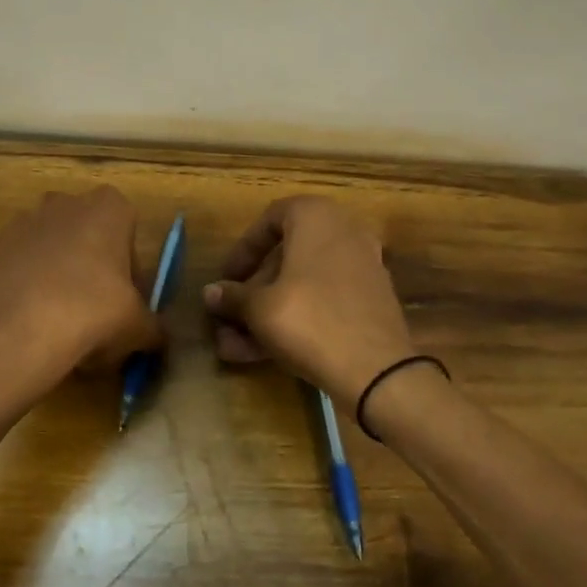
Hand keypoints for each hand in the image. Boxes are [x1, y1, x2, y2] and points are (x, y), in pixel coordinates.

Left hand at [0, 187, 164, 394]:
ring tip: (62, 323)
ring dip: (61, 276)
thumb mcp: (138, 327)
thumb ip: (153, 328)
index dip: (130, 265)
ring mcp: (25, 222)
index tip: (127, 297)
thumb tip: (157, 337)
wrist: (15, 331)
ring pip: (54, 249)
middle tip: (98, 310)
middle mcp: (66, 203)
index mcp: (108, 207)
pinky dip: (30, 287)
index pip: (129, 228)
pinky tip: (34, 324)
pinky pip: (23, 266)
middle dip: (94, 266)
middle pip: (89, 235)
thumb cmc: (93, 312)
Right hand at [204, 196, 417, 408]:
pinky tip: (261, 354)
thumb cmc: (308, 320)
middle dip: (252, 291)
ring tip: (233, 346)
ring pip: (302, 285)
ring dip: (267, 312)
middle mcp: (344, 232)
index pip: (270, 220)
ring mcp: (362, 268)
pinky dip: (295, 320)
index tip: (226, 278)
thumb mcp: (260, 308)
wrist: (375, 368)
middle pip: (286, 257)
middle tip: (229, 316)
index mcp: (317, 217)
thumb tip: (211, 293)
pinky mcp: (369, 301)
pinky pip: (323, 302)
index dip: (243, 250)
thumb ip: (233, 296)